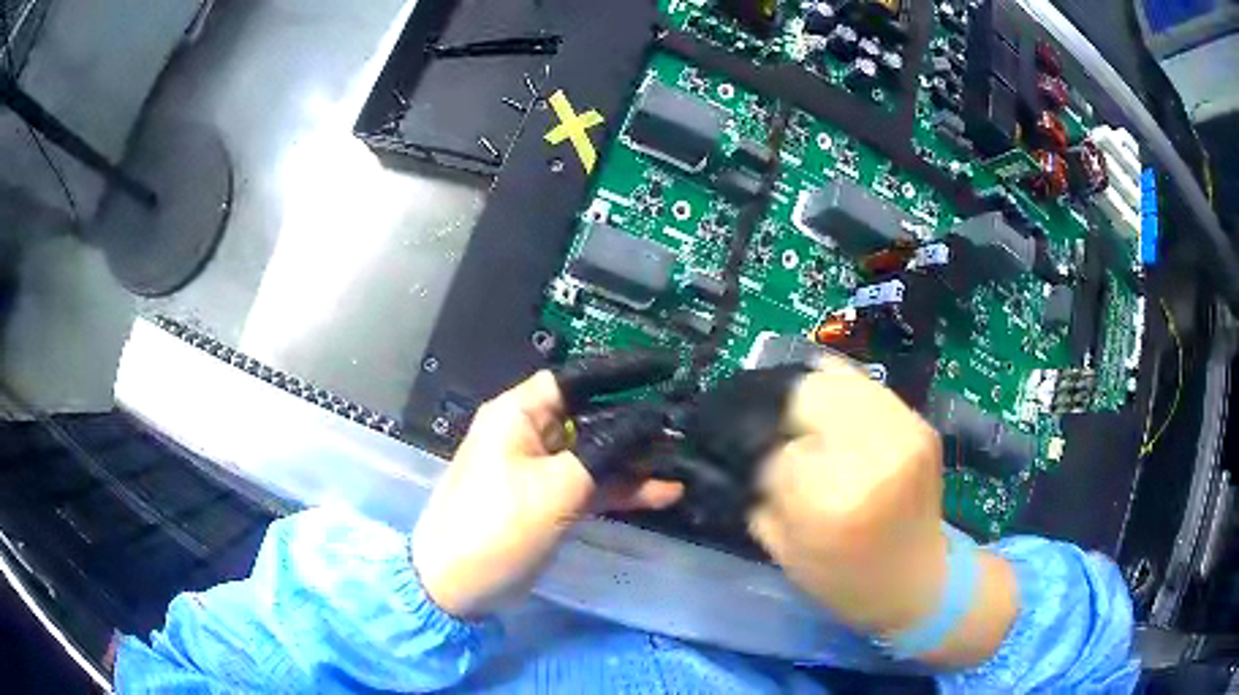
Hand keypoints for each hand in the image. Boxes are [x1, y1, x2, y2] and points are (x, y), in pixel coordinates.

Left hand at [412, 372, 683, 617]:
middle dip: (637, 421)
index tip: (665, 369)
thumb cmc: (498, 525)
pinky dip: (624, 489)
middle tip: (685, 422)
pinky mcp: (551, 502)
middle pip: (591, 416)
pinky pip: (593, 485)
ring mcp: (543, 471)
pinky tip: (665, 492)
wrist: (458, 586)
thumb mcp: (556, 487)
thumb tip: (652, 419)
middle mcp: (530, 435)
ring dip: (636, 459)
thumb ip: (607, 451)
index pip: (575, 379)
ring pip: (597, 454)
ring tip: (683, 458)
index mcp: (518, 415)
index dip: (620, 371)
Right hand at [747, 359, 1017, 665]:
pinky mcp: (920, 425)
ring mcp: (904, 434)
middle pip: (808, 396)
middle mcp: (874, 459)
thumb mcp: (785, 552)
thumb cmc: (845, 581)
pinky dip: (840, 391)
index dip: (761, 456)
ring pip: (838, 381)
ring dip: (809, 394)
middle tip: (773, 430)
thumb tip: (747, 444)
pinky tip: (830, 408)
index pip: (778, 450)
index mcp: (835, 505)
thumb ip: (760, 494)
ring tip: (800, 416)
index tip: (760, 468)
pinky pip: (867, 386)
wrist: (918, 581)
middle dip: (781, 411)